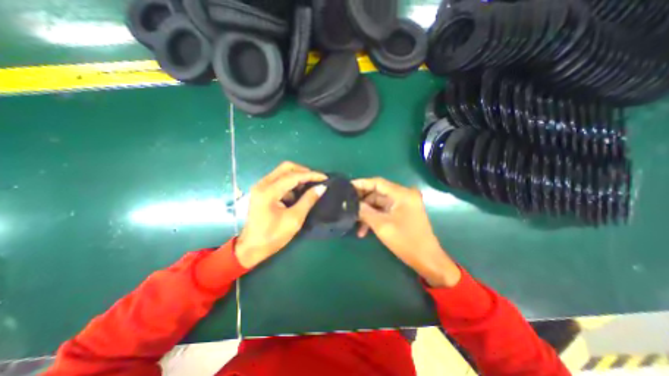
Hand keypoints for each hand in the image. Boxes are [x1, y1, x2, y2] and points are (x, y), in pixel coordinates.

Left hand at [236, 163, 328, 268]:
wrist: (251, 248)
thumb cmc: (273, 236)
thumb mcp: (294, 219)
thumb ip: (308, 200)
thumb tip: (321, 187)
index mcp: (269, 191)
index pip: (293, 175)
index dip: (311, 175)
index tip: (325, 178)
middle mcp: (262, 184)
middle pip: (286, 167)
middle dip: (303, 171)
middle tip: (316, 180)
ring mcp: (260, 187)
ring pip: (282, 172)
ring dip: (297, 177)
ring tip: (309, 188)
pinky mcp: (261, 191)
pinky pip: (279, 180)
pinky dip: (290, 184)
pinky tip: (297, 195)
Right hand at [356, 178, 460, 285]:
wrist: (427, 259)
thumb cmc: (406, 241)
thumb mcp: (382, 226)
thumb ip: (365, 211)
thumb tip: (352, 204)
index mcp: (402, 194)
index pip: (378, 182)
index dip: (361, 184)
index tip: (346, 187)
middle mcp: (403, 195)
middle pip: (377, 192)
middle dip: (362, 201)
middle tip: (347, 205)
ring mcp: (403, 204)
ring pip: (378, 203)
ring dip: (366, 212)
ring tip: (353, 222)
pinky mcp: (401, 212)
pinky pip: (383, 210)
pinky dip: (374, 217)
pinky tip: (363, 230)